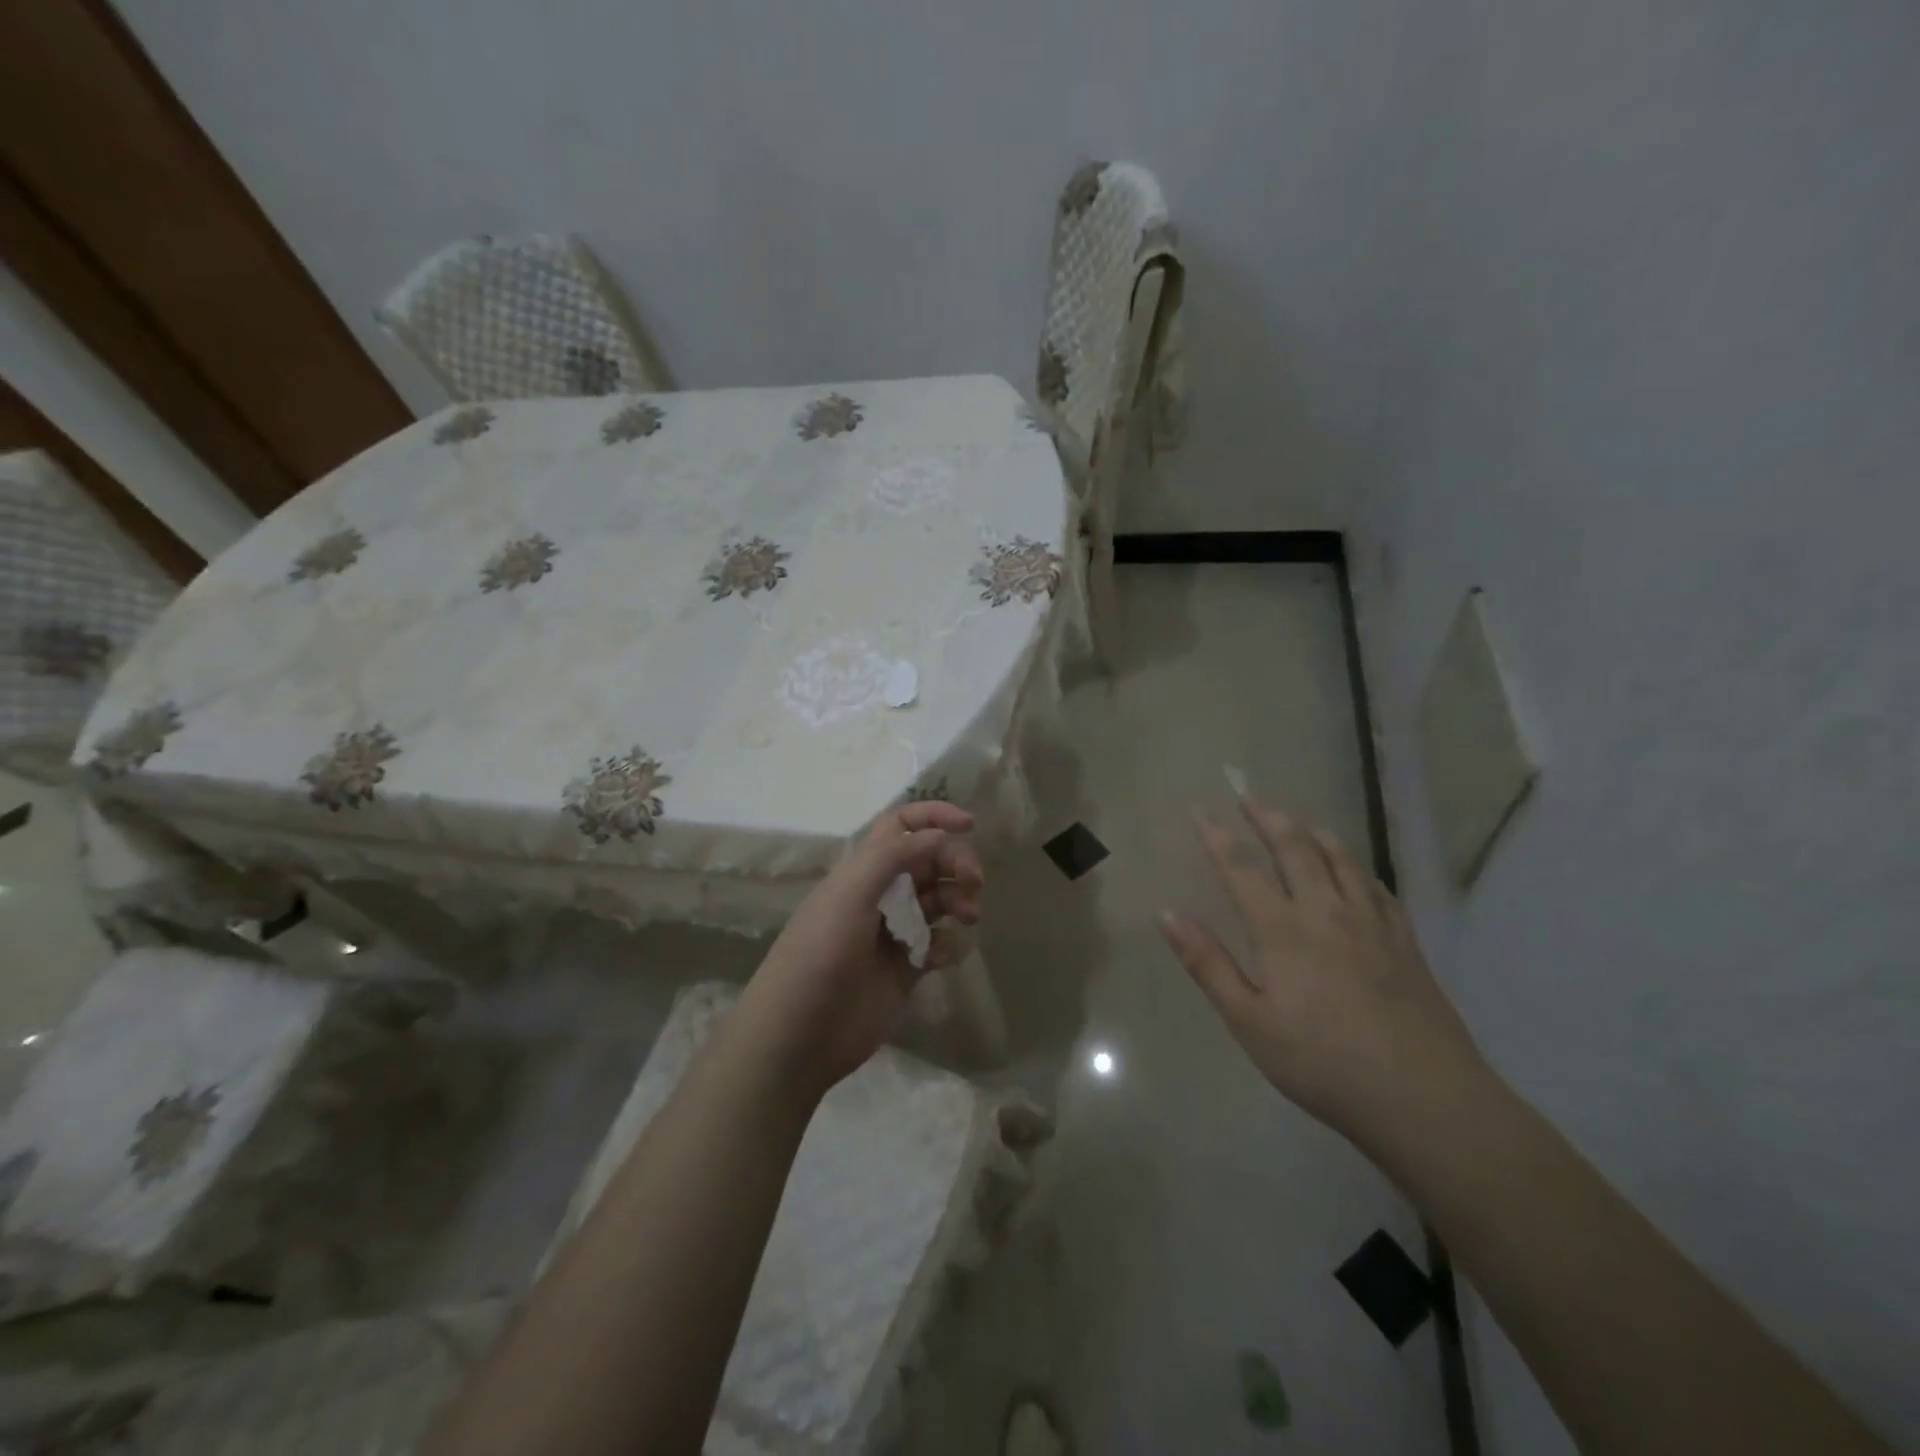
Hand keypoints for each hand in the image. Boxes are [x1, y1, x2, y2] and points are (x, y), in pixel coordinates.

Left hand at [731, 801, 982, 1098]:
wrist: (799, 1036)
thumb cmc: (819, 956)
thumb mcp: (849, 896)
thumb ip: (893, 858)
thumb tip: (938, 835)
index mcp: (861, 872)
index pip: (899, 828)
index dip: (932, 818)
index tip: (969, 825)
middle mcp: (879, 896)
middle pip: (928, 862)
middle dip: (955, 862)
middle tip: (974, 881)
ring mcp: (894, 934)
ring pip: (938, 901)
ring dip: (959, 899)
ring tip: (970, 915)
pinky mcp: (905, 970)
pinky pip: (938, 944)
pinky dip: (948, 943)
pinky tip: (942, 956)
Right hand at [1160, 797, 1487, 1143]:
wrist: (1424, 1098)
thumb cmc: (1322, 1063)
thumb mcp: (1249, 1022)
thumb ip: (1208, 964)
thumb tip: (1169, 914)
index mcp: (1282, 930)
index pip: (1242, 869)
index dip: (1218, 837)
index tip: (1201, 811)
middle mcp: (1326, 912)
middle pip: (1295, 848)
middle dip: (1268, 818)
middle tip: (1249, 796)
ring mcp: (1372, 924)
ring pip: (1340, 859)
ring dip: (1313, 832)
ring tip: (1298, 820)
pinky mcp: (1405, 942)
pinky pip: (1377, 887)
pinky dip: (1357, 866)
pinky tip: (1355, 870)